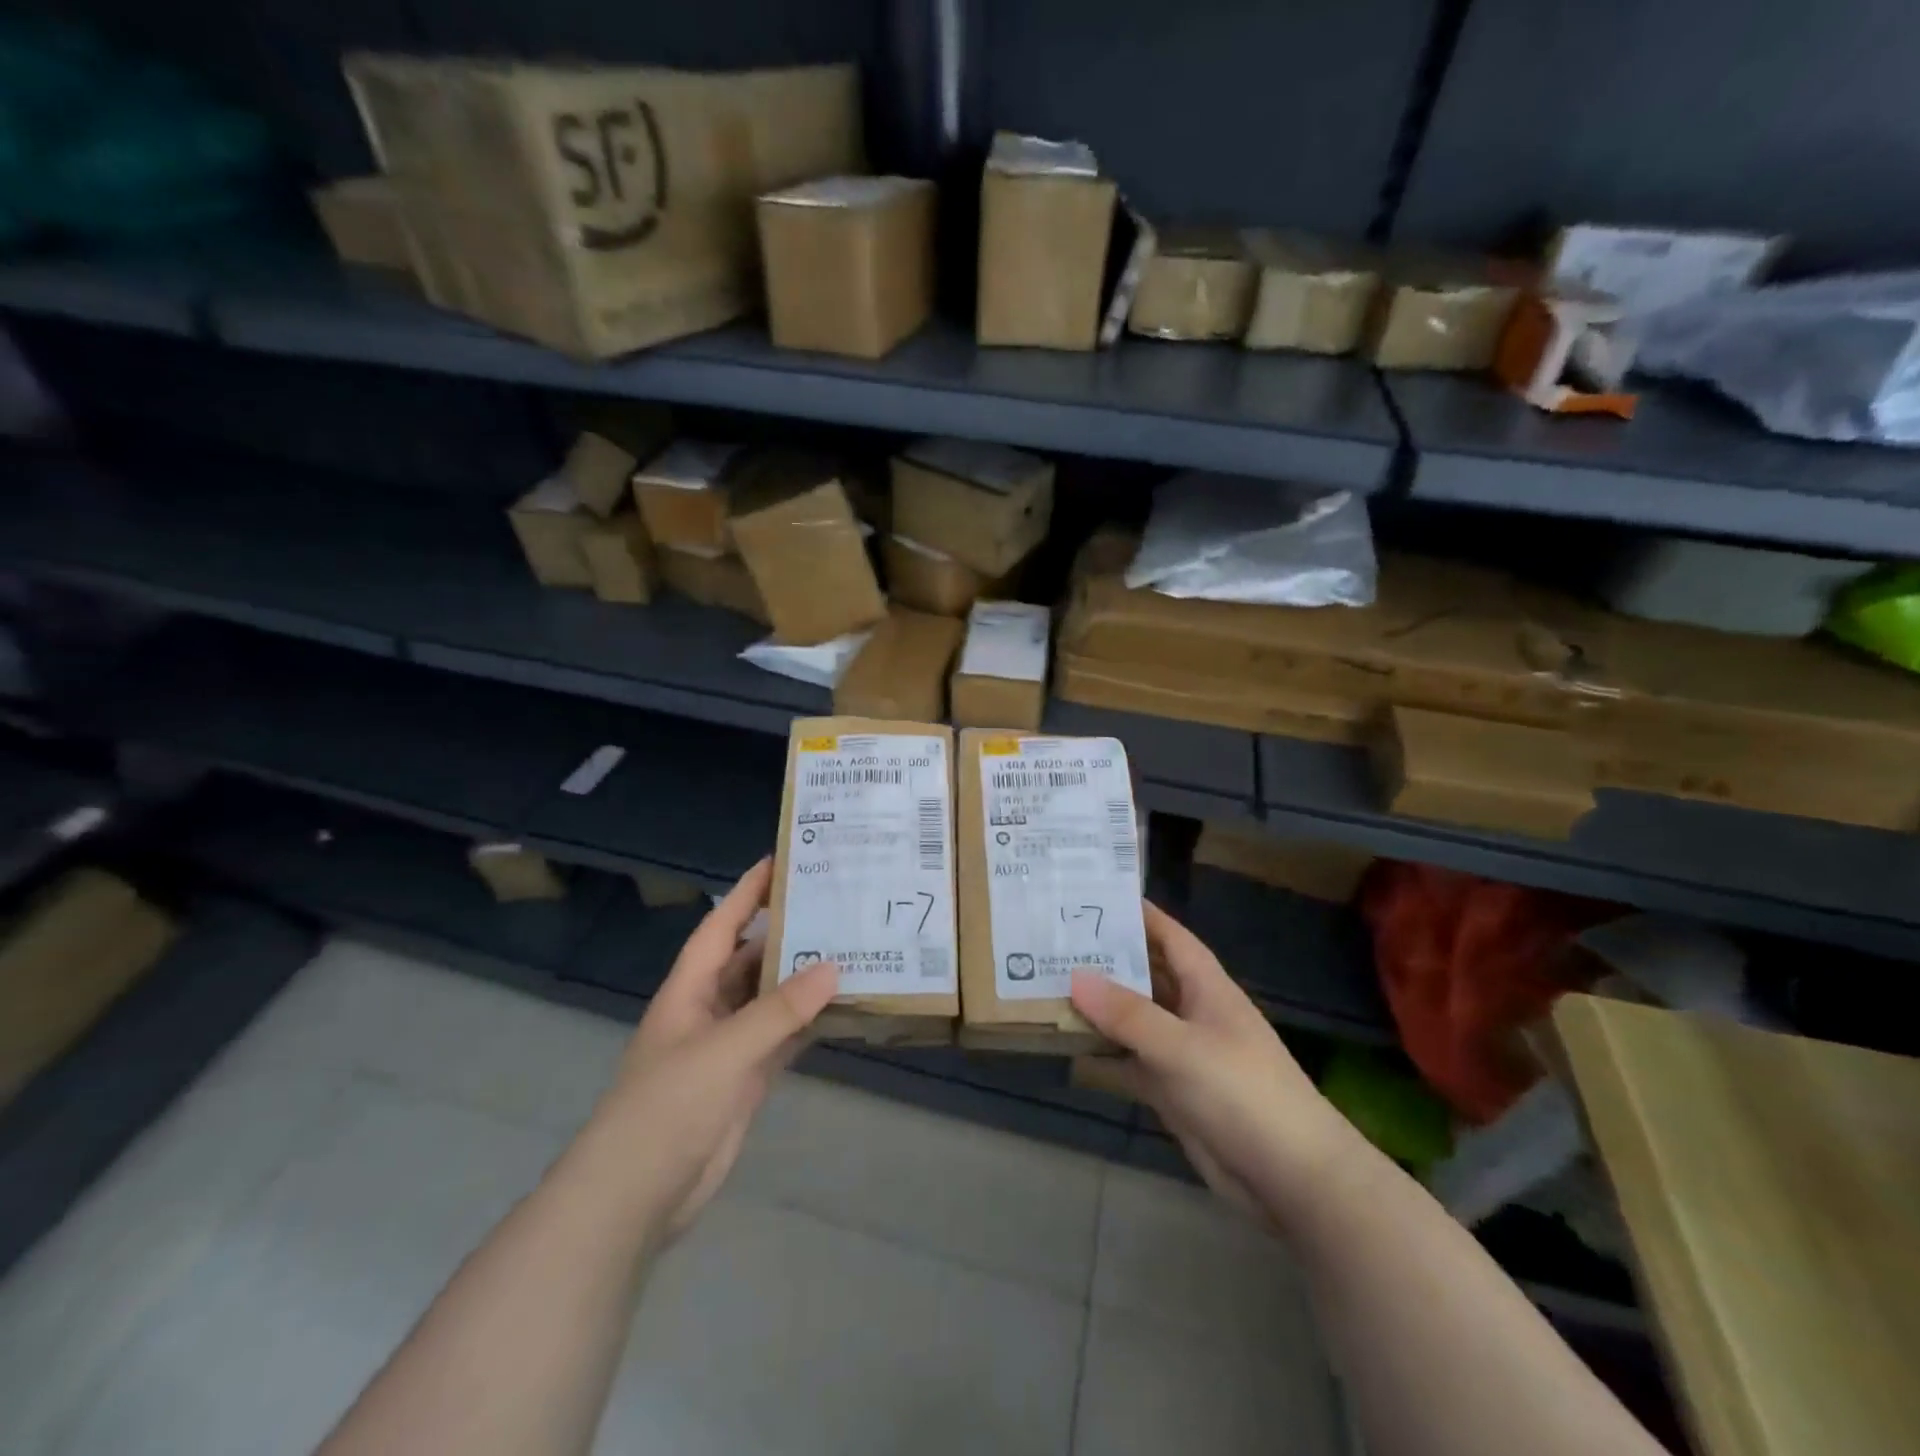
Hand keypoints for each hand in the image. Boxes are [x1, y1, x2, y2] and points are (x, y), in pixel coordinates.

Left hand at [580, 857, 837, 1247]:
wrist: (635, 1197)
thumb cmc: (667, 1107)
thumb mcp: (724, 1050)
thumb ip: (779, 1010)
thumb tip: (833, 967)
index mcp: (691, 988)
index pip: (722, 925)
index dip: (748, 892)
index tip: (783, 860)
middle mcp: (710, 1008)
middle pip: (753, 957)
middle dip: (788, 932)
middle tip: (837, 905)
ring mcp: (730, 1045)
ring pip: (773, 999)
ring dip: (805, 979)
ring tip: (853, 949)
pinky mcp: (747, 1079)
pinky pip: (784, 1038)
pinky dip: (810, 1023)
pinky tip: (844, 1007)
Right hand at [1070, 901, 1357, 1222]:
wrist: (1291, 1178)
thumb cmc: (1242, 1092)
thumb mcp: (1182, 1046)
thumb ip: (1128, 1013)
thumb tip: (1075, 976)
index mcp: (1206, 987)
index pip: (1170, 937)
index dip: (1139, 915)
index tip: (1096, 895)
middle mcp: (1192, 1013)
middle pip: (1145, 976)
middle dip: (1106, 960)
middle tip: (1054, 941)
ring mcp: (1182, 1053)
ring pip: (1133, 1020)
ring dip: (1099, 1008)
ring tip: (1048, 986)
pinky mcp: (1173, 1091)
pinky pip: (1130, 1062)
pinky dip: (1103, 1055)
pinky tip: (1066, 1048)